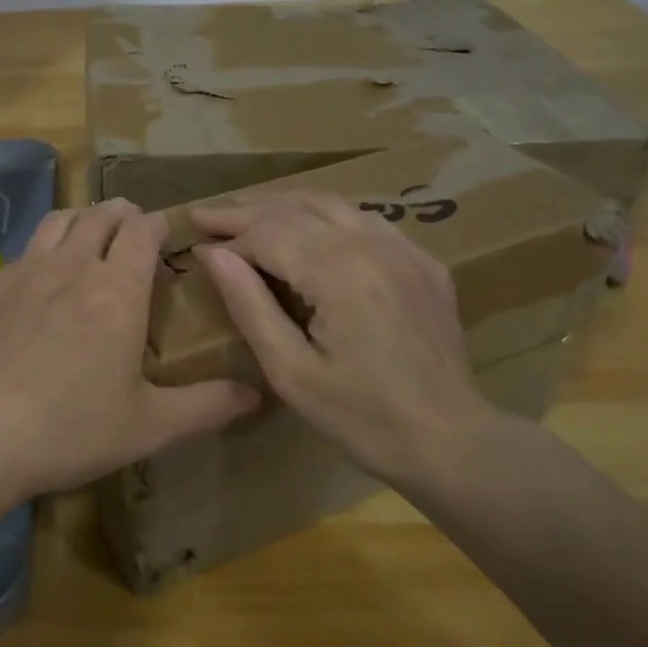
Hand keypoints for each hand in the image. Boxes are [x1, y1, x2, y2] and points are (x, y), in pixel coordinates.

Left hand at [0, 198, 259, 508]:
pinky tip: (37, 283)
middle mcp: (71, 266)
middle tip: (133, 228)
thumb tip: (257, 394)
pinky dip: (40, 252)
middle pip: (101, 216)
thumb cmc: (68, 430)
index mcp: (116, 290)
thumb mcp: (148, 426)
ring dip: (81, 219)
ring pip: (57, 221)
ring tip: (89, 235)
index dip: (158, 224)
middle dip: (123, 214)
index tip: (166, 233)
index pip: (143, 232)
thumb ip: (207, 406)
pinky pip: (21, 253)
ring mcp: (23, 273)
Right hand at [191, 192, 503, 491]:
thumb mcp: (290, 371)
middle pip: (297, 208)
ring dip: (284, 205)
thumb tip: (213, 255)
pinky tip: (309, 227)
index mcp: (338, 272)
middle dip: (246, 211)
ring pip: (332, 204)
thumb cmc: (361, 417)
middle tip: (207, 215)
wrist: (450, 441)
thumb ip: (249, 305)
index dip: (229, 238)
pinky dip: (327, 215)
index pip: (268, 233)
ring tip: (247, 212)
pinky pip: (366, 220)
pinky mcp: (423, 262)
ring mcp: (404, 249)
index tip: (197, 248)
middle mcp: (372, 245)